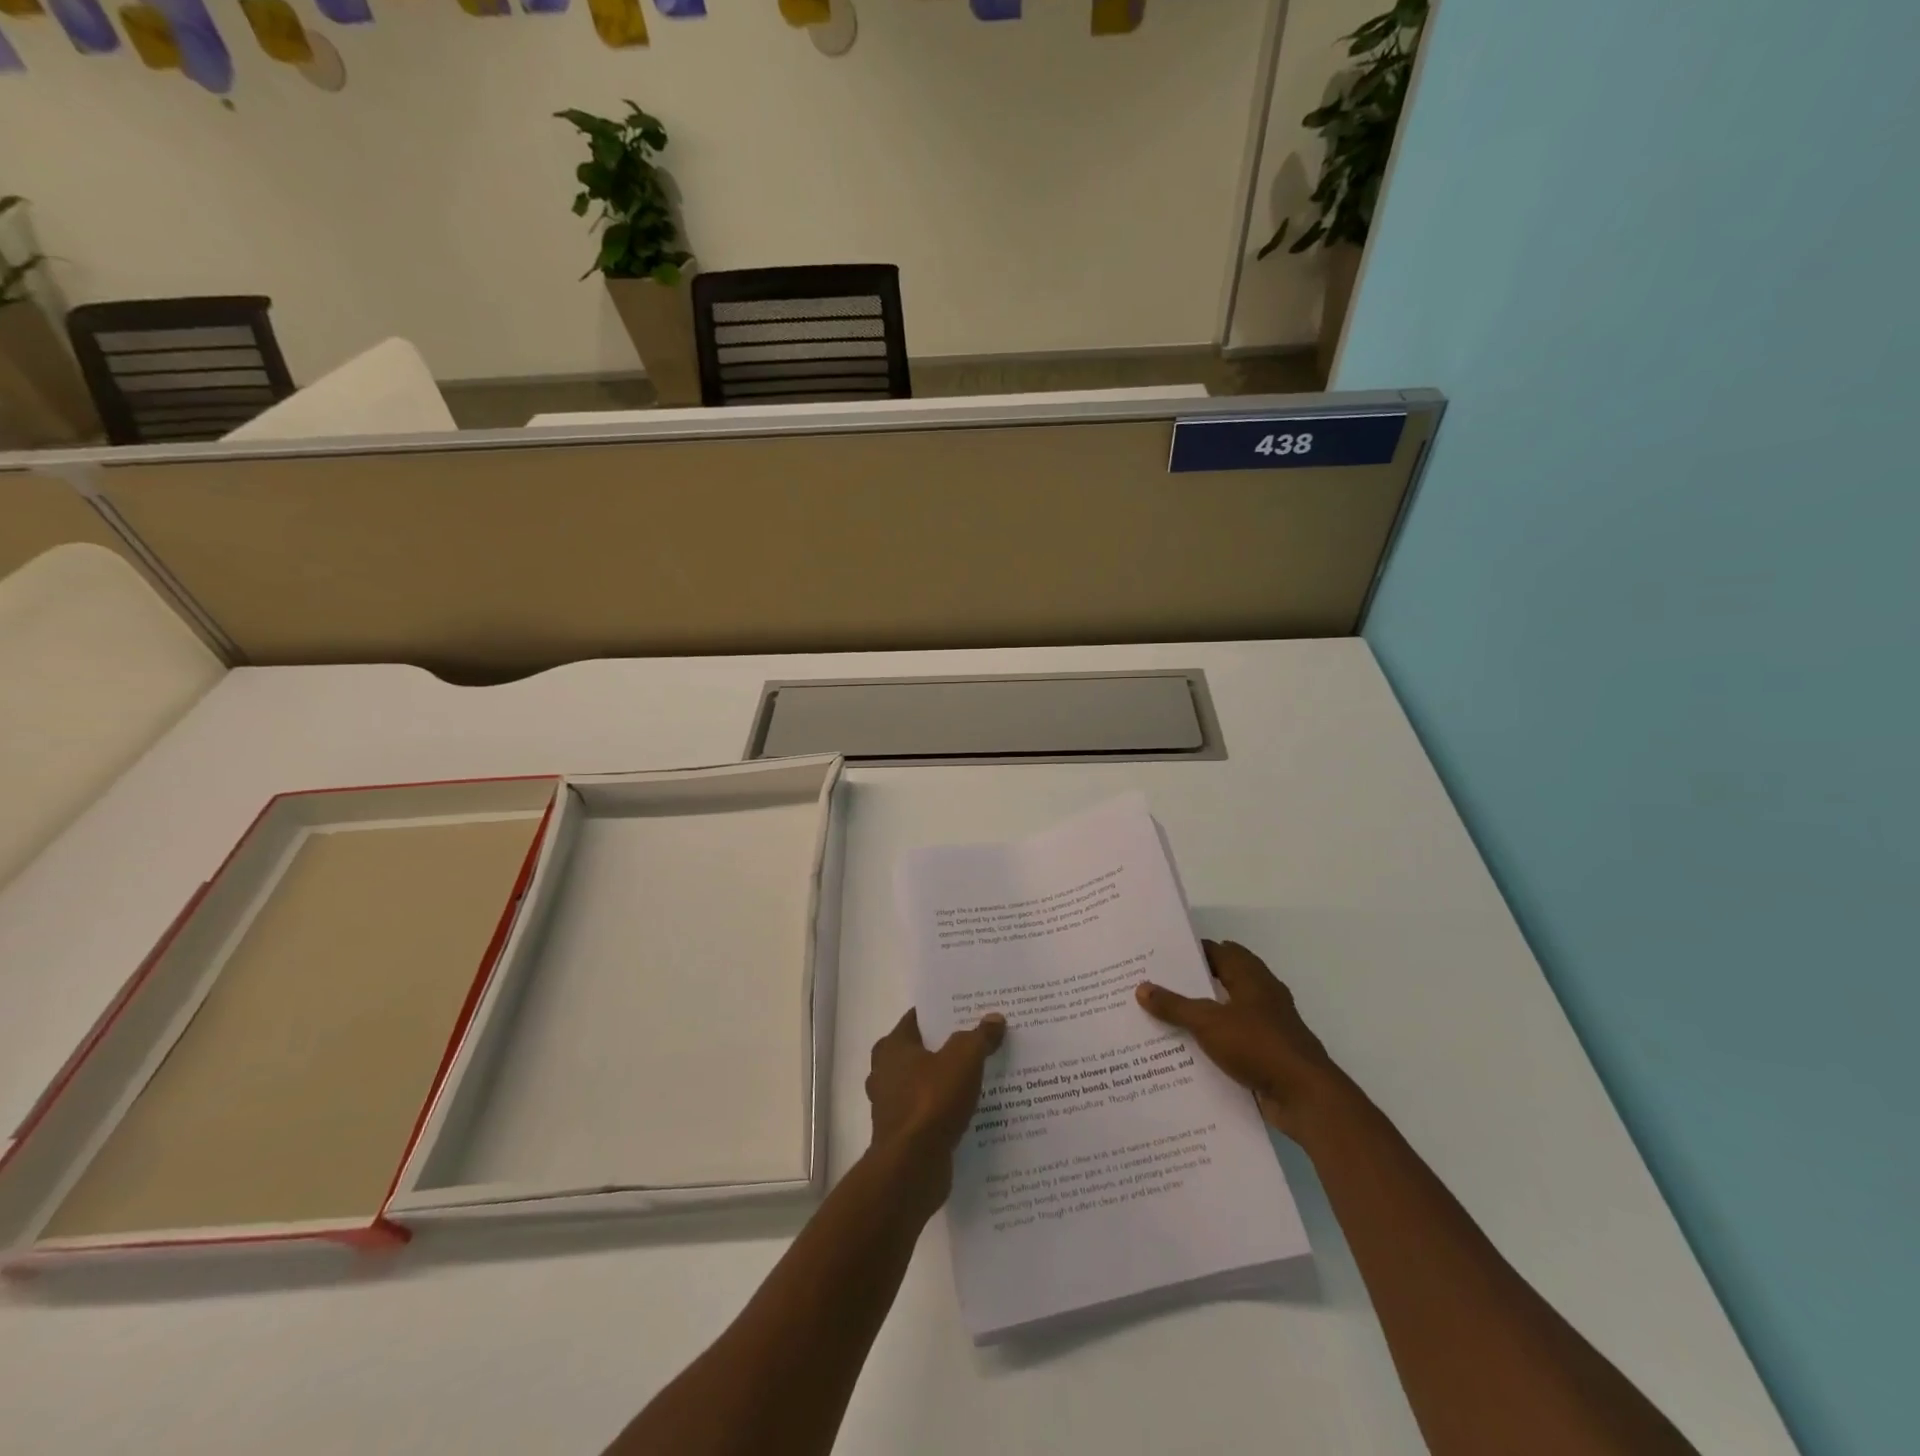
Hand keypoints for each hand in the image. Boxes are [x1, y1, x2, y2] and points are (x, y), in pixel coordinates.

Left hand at [865, 1009, 1006, 1203]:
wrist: (912, 1168)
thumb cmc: (932, 1101)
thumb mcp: (963, 1060)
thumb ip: (979, 1037)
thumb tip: (994, 1019)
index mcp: (893, 1047)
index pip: (918, 1018)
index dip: (943, 1012)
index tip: (969, 1010)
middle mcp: (885, 1072)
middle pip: (922, 1050)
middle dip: (948, 1046)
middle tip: (979, 1041)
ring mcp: (891, 1105)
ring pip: (924, 1083)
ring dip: (947, 1080)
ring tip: (980, 1076)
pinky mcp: (902, 1134)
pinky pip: (928, 1112)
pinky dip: (945, 1109)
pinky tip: (971, 1111)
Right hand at [1136, 940, 1347, 1140]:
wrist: (1306, 1099)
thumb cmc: (1259, 1046)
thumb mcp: (1208, 1023)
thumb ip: (1174, 1005)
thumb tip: (1141, 987)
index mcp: (1252, 978)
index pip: (1219, 951)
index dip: (1191, 951)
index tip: (1160, 956)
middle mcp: (1262, 997)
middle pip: (1222, 981)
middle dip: (1192, 983)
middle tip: (1156, 986)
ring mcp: (1267, 1028)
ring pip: (1227, 1013)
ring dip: (1202, 1015)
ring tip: (1164, 1018)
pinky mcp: (1268, 1056)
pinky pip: (1233, 1042)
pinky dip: (1213, 1044)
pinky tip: (1188, 1053)